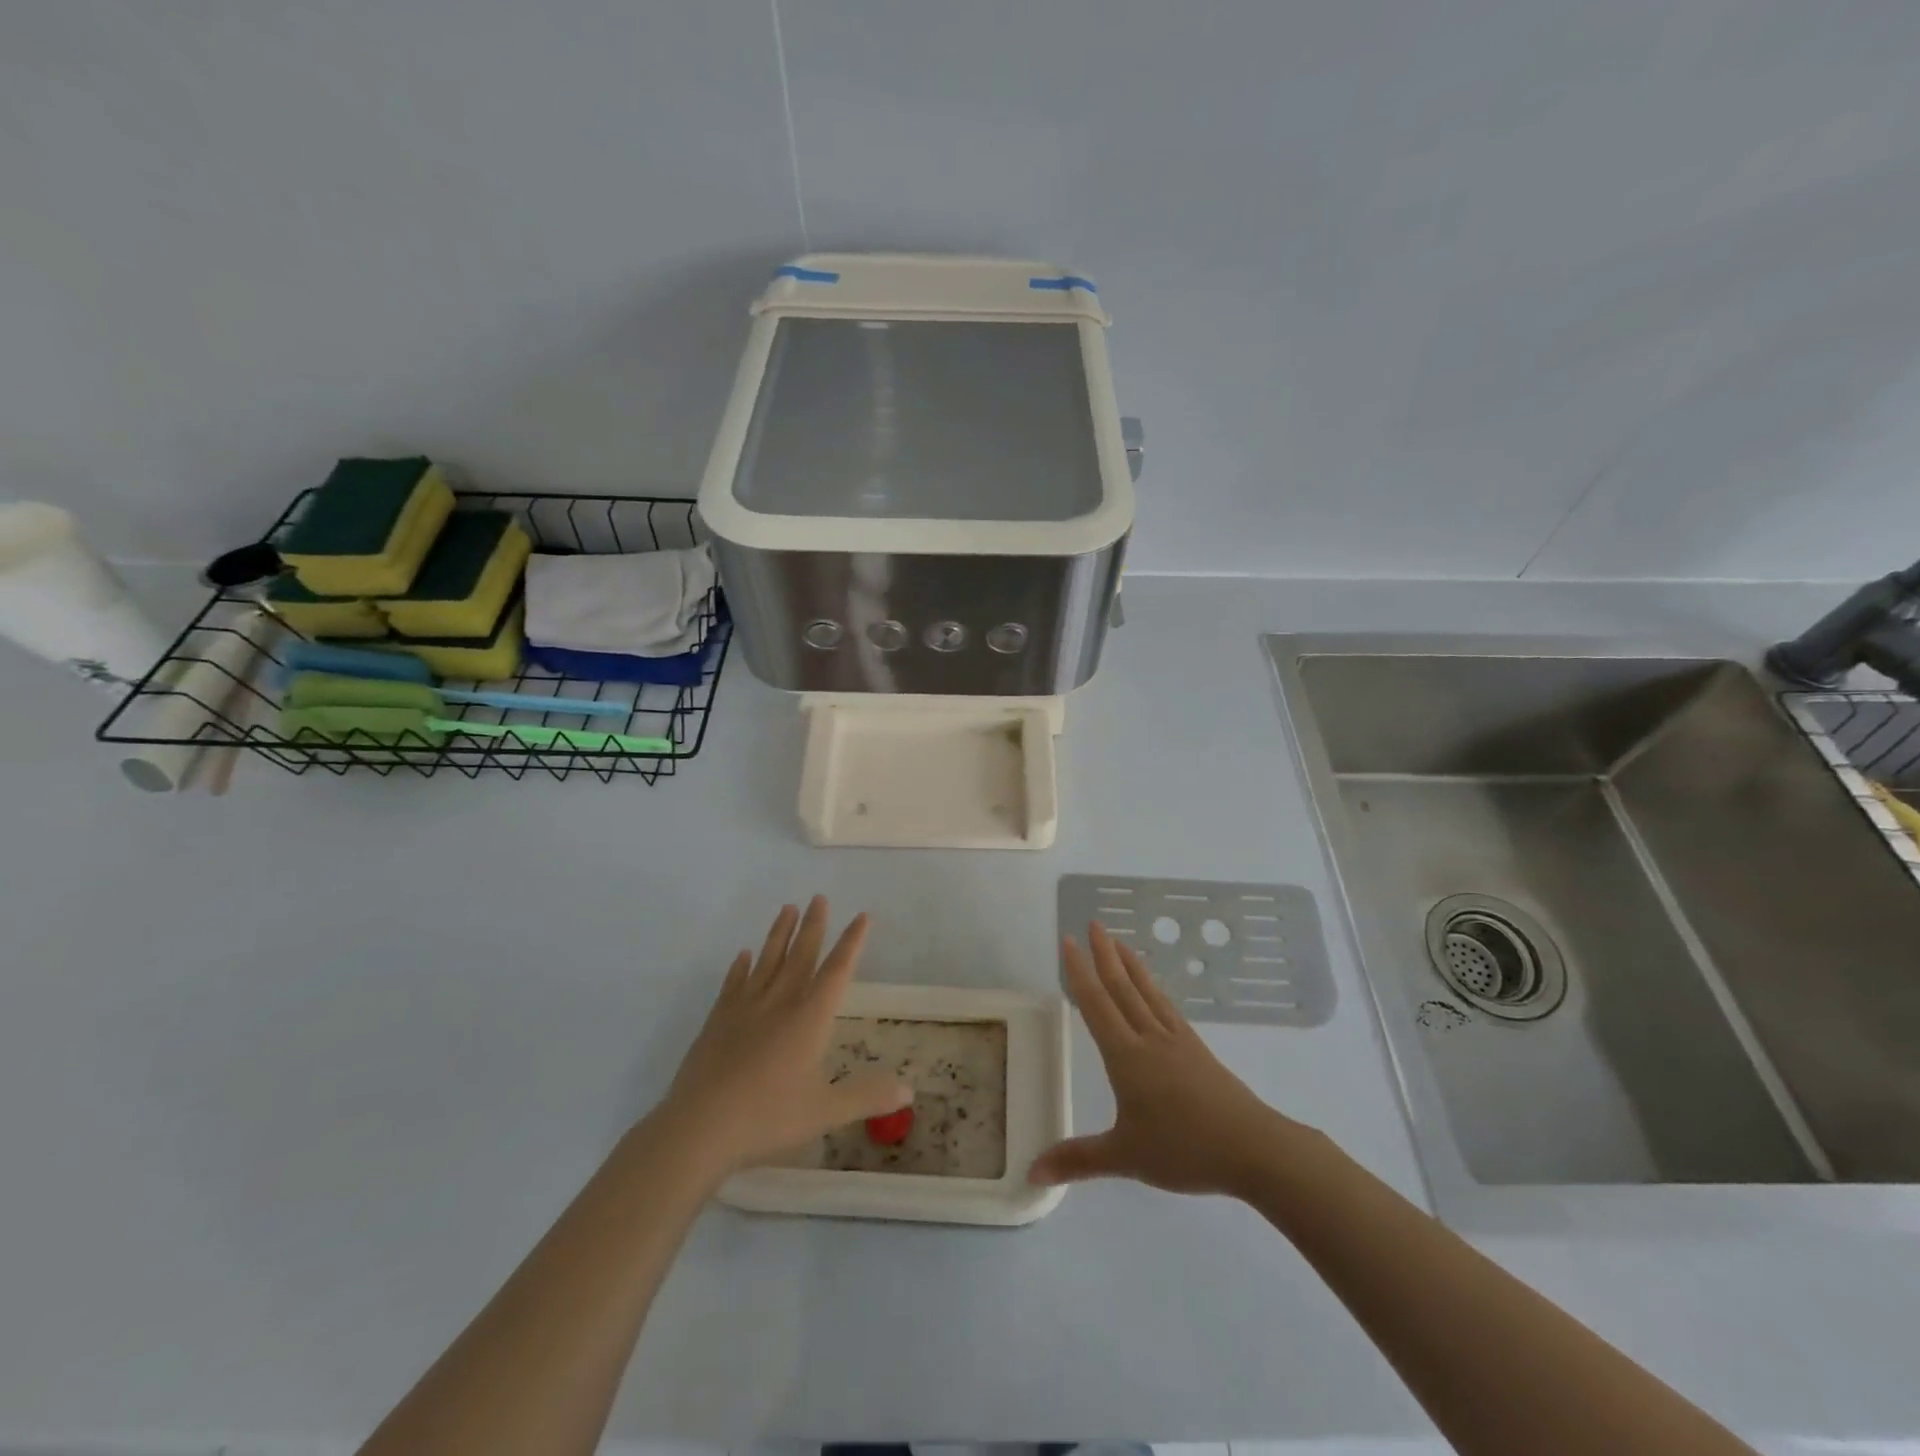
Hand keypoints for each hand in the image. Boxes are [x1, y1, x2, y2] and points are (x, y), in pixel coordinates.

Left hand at [654, 897, 910, 1177]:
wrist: (699, 1127)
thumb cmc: (768, 1117)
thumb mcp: (826, 1111)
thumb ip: (866, 1096)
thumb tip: (908, 1089)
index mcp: (809, 1019)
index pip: (836, 971)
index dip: (852, 943)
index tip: (862, 916)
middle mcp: (779, 1004)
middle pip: (800, 956)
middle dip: (813, 926)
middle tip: (818, 897)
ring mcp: (744, 1010)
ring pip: (766, 961)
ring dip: (779, 934)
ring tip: (787, 908)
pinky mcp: (717, 1022)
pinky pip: (733, 984)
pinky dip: (740, 967)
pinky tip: (743, 955)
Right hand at [1029, 921, 1303, 1197]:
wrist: (1253, 1148)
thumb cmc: (1183, 1149)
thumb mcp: (1125, 1157)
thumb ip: (1078, 1160)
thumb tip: (1031, 1172)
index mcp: (1126, 1056)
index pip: (1096, 1004)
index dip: (1079, 972)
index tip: (1069, 941)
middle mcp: (1149, 1038)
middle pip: (1122, 987)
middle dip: (1105, 955)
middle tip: (1093, 923)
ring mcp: (1177, 1040)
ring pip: (1147, 992)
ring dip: (1130, 964)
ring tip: (1119, 941)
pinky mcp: (1197, 1050)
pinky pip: (1167, 1007)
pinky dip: (1154, 988)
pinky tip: (1153, 989)